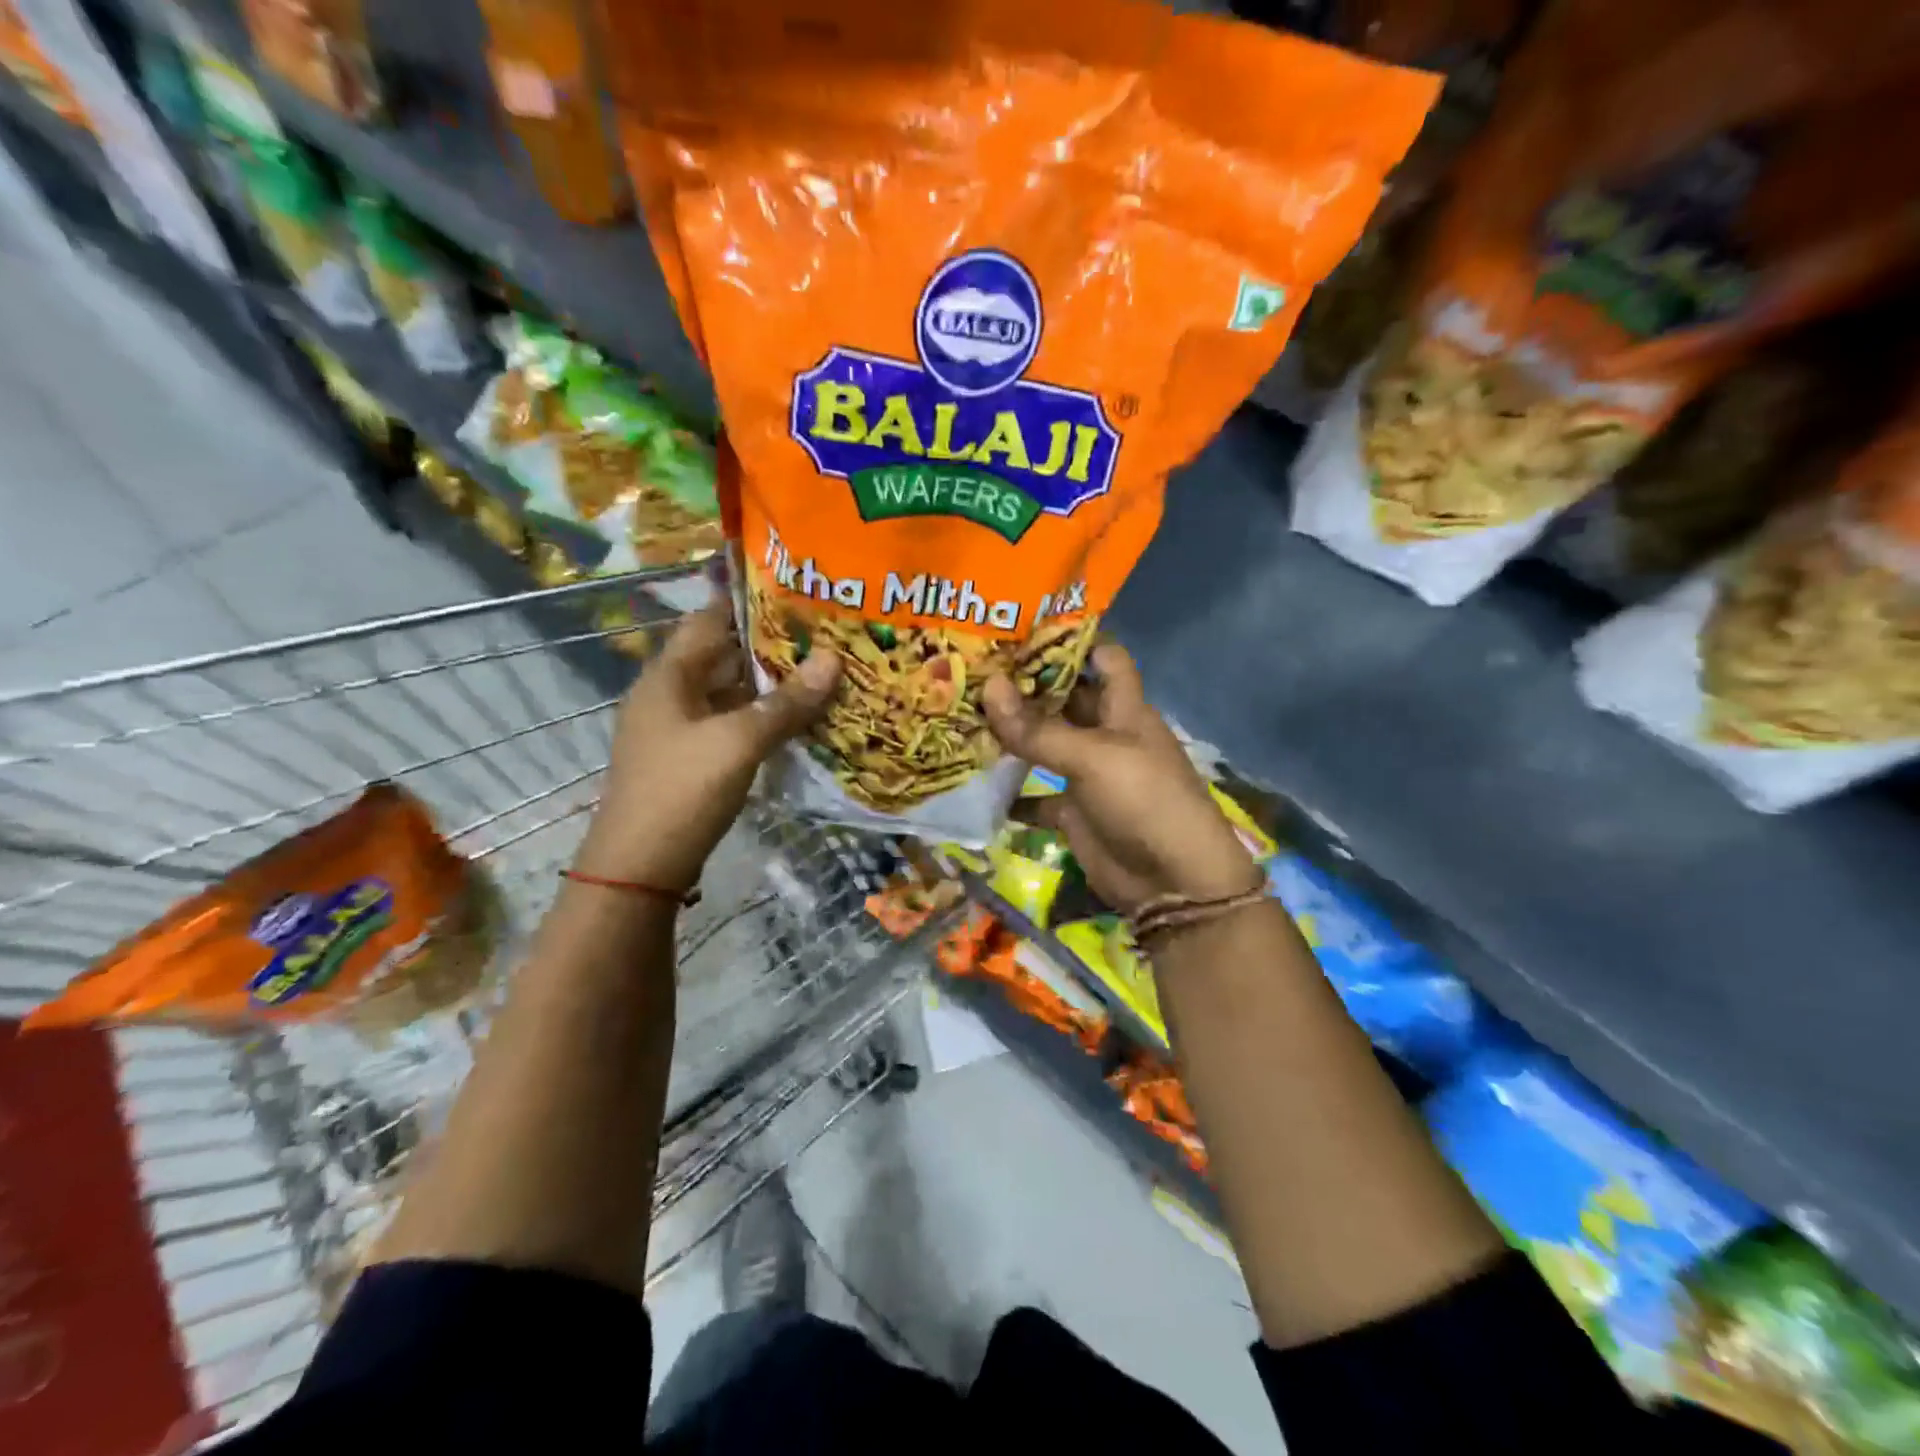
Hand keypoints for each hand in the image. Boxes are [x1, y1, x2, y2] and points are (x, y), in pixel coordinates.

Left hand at [575, 602, 840, 891]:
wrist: (640, 867)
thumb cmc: (683, 789)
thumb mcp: (739, 740)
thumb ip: (787, 702)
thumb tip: (834, 658)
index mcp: (669, 676)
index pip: (709, 620)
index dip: (747, 603)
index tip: (796, 592)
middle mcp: (669, 695)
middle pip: (722, 657)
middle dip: (769, 646)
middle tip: (823, 635)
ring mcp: (678, 730)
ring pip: (729, 694)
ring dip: (768, 686)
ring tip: (820, 672)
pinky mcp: (690, 761)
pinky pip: (730, 725)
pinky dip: (760, 718)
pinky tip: (795, 721)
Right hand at [983, 644, 1259, 912]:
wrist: (1172, 882)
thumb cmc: (1144, 801)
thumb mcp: (1093, 758)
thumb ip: (1039, 729)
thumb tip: (988, 687)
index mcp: (1124, 708)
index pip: (1102, 658)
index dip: (1071, 640)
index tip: (1021, 627)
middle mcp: (1105, 733)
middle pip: (1064, 699)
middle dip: (1025, 685)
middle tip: (972, 668)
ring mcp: (1088, 773)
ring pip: (1045, 744)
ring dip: (1011, 735)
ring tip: (962, 715)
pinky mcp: (1074, 810)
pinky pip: (1036, 795)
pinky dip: (1011, 792)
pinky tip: (975, 781)